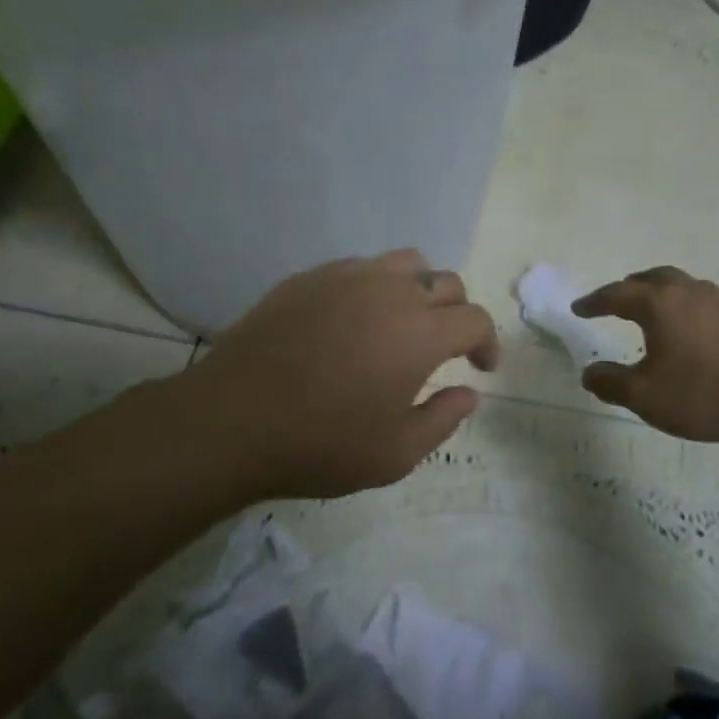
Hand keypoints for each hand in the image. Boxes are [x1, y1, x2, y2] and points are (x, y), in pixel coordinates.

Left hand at [180, 250, 500, 499]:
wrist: (232, 421)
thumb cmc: (320, 444)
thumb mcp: (395, 454)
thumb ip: (443, 419)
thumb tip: (468, 393)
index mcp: (419, 333)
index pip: (475, 319)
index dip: (487, 342)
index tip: (481, 368)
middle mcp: (390, 292)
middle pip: (445, 282)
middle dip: (457, 313)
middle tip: (447, 347)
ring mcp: (345, 278)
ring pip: (404, 263)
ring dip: (418, 290)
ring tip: (404, 324)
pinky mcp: (308, 278)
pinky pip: (358, 268)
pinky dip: (374, 287)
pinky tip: (354, 321)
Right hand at [572, 267, 718, 441]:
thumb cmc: (705, 392)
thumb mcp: (645, 397)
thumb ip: (611, 383)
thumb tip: (589, 373)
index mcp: (659, 304)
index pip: (617, 295)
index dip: (594, 302)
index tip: (579, 310)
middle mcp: (688, 293)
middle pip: (652, 278)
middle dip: (630, 287)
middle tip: (616, 300)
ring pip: (682, 286)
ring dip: (661, 293)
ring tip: (654, 312)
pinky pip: (704, 302)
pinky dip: (686, 308)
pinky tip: (693, 331)